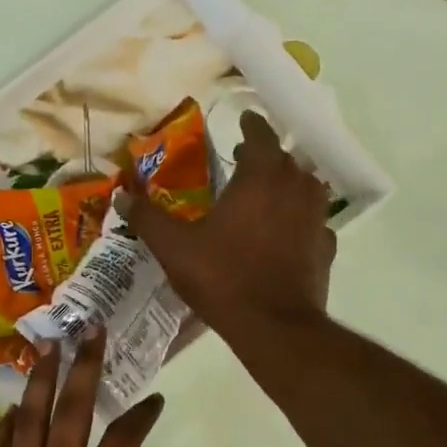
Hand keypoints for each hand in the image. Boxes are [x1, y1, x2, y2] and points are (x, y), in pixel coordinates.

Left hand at [0, 329, 198, 446]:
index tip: (154, 399)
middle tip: (89, 328)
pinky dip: (4, 428)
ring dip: (40, 382)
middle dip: (83, 366)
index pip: (125, 439)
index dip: (142, 414)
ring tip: (47, 347)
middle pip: (71, 411)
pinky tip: (12, 410)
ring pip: (29, 422)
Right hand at [122, 110, 336, 340]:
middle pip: (285, 159)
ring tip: (267, 194)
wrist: (273, 325)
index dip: (251, 126)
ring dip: (288, 184)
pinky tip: (287, 233)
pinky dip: (301, 220)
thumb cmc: (222, 276)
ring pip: (306, 187)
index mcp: (260, 177)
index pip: (262, 135)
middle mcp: (295, 188)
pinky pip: (314, 222)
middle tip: (245, 161)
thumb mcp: (174, 247)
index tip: (244, 121)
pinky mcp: (325, 247)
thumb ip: (148, 218)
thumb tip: (120, 196)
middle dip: (266, 156)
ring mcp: (316, 218)